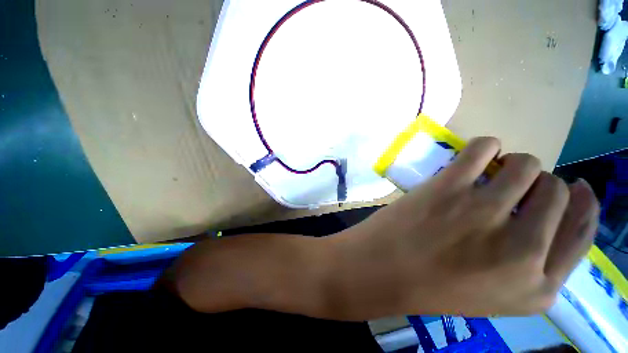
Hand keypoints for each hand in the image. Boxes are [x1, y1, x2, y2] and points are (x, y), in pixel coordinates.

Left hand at [329, 137, 598, 318]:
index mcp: (537, 287)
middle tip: (510, 187)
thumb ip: (528, 262)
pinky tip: (477, 156)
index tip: (577, 186)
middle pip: (556, 190)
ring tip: (491, 173)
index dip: (583, 203)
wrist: (380, 269)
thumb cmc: (430, 285)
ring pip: (526, 164)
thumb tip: (546, 212)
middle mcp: (523, 250)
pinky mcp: (449, 189)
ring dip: (513, 164)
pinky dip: (486, 147)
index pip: (583, 231)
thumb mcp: (494, 291)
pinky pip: (485, 148)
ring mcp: (485, 213)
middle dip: (538, 183)